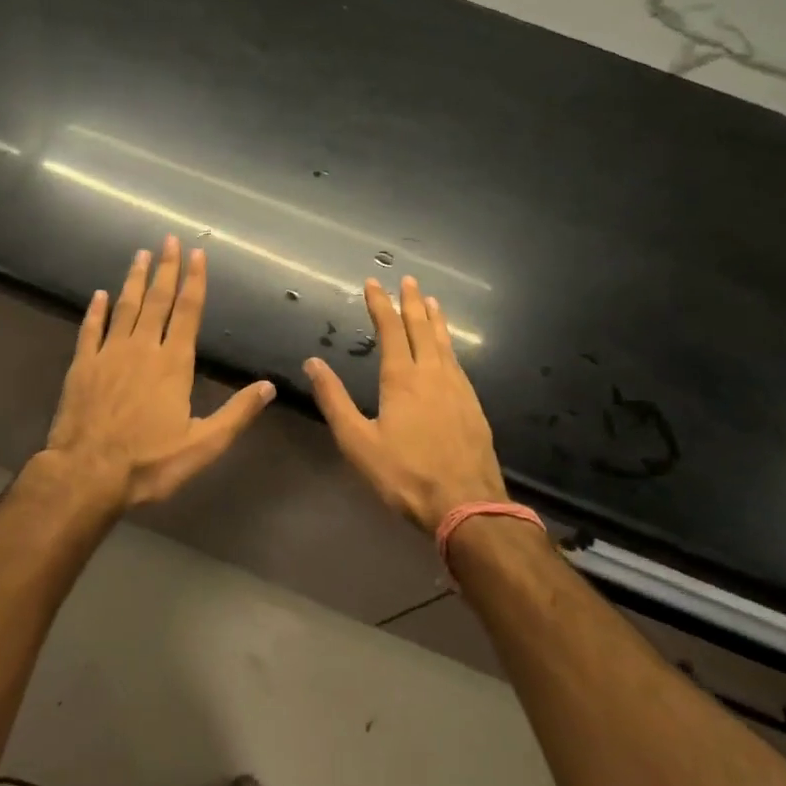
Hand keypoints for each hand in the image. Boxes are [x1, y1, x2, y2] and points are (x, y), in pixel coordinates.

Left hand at [45, 236, 275, 511]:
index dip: (194, 281)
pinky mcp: (82, 366)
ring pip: (124, 307)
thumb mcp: (203, 445)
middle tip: (168, 239)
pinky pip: (90, 329)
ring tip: (140, 254)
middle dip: (166, 269)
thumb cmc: (149, 463)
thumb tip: (270, 386)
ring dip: (134, 280)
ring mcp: (108, 354)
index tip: (197, 254)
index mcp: (173, 364)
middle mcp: (142, 349)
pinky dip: (95, 311)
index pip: (187, 312)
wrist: (86, 474)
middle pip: (157, 301)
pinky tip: (99, 295)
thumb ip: (236, 413)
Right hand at [305, 275, 507, 533]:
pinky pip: (457, 361)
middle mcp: (432, 374)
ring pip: (444, 342)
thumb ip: (334, 400)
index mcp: (401, 379)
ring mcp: (458, 388)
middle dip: (412, 302)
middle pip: (421, 328)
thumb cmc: (404, 474)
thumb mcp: (357, 441)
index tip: (373, 283)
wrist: (466, 505)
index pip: (389, 330)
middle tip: (408, 280)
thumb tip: (312, 363)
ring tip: (431, 301)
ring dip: (435, 319)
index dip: (380, 305)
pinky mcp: (473, 404)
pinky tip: (448, 349)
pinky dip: (449, 343)